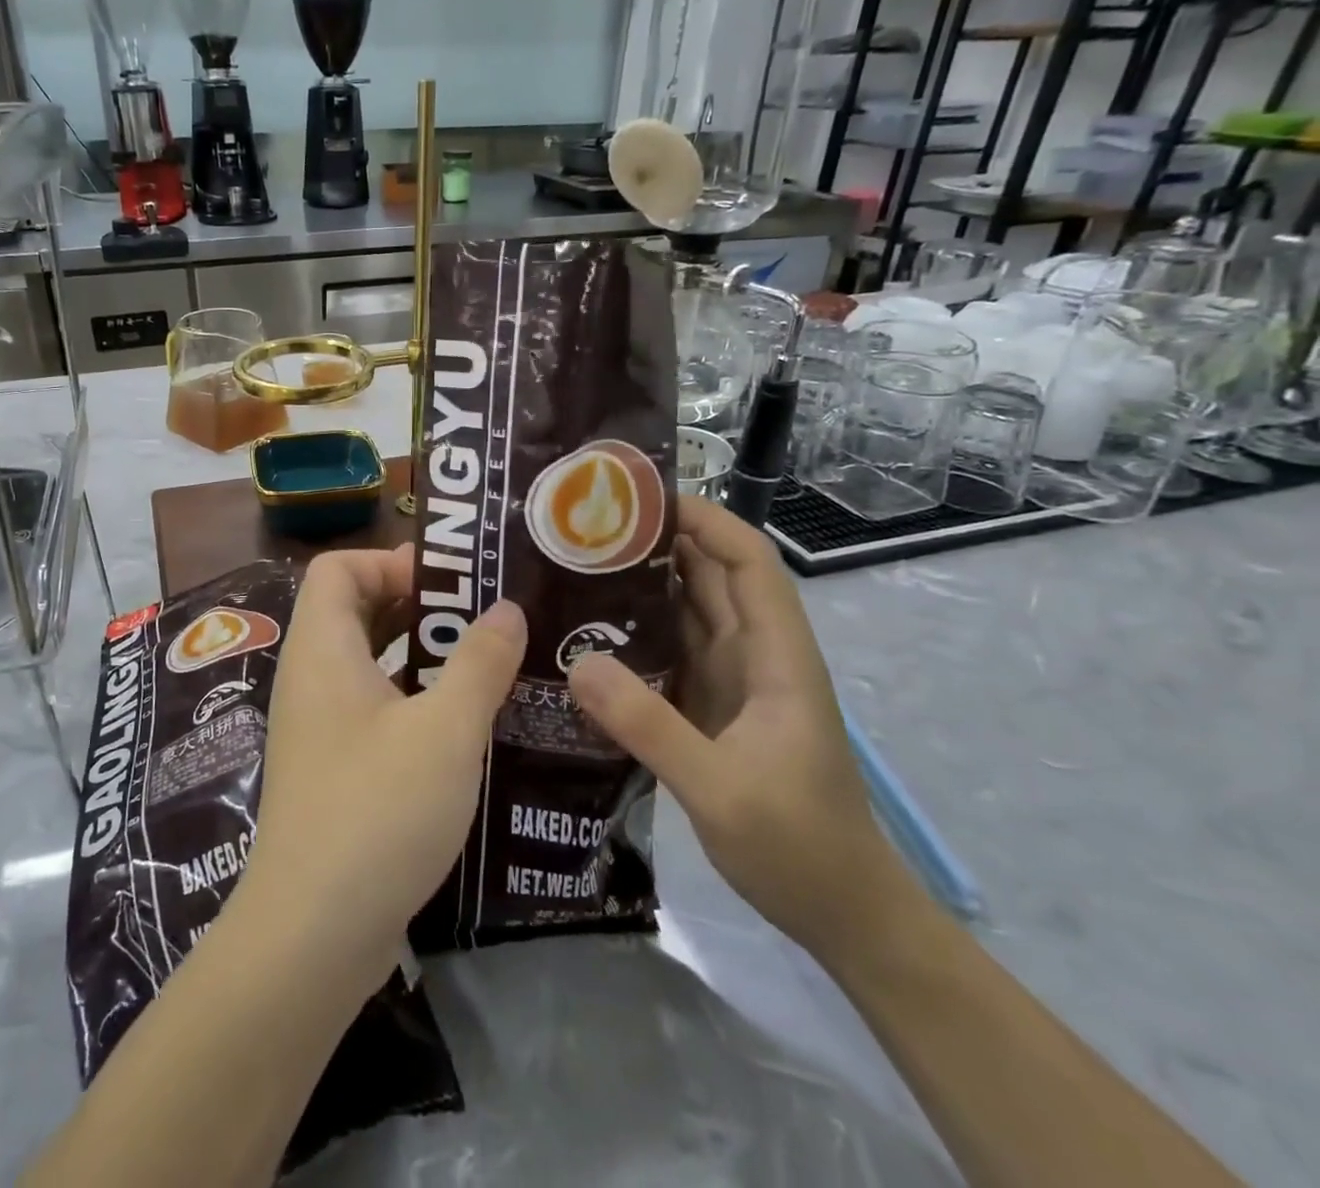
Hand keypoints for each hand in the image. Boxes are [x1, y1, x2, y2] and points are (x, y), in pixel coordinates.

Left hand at [238, 546, 525, 970]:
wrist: (312, 935)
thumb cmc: (378, 811)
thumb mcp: (446, 730)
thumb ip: (480, 663)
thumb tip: (507, 610)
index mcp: (322, 650)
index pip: (338, 568)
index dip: (388, 561)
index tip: (450, 583)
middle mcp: (311, 678)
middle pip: (354, 610)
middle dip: (418, 606)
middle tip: (483, 618)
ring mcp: (317, 727)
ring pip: (368, 664)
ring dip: (422, 657)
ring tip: (487, 665)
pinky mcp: (331, 770)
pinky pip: (371, 710)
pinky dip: (412, 702)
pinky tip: (464, 728)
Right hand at [567, 497, 910, 956]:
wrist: (842, 916)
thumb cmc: (799, 847)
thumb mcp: (720, 790)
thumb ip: (649, 726)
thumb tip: (576, 661)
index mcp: (776, 657)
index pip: (748, 562)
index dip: (705, 520)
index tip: (641, 499)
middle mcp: (754, 656)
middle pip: (710, 577)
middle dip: (657, 543)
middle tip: (583, 527)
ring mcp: (731, 683)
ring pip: (686, 612)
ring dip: (639, 585)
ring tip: (573, 567)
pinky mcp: (709, 708)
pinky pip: (667, 652)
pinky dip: (632, 634)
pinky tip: (585, 633)